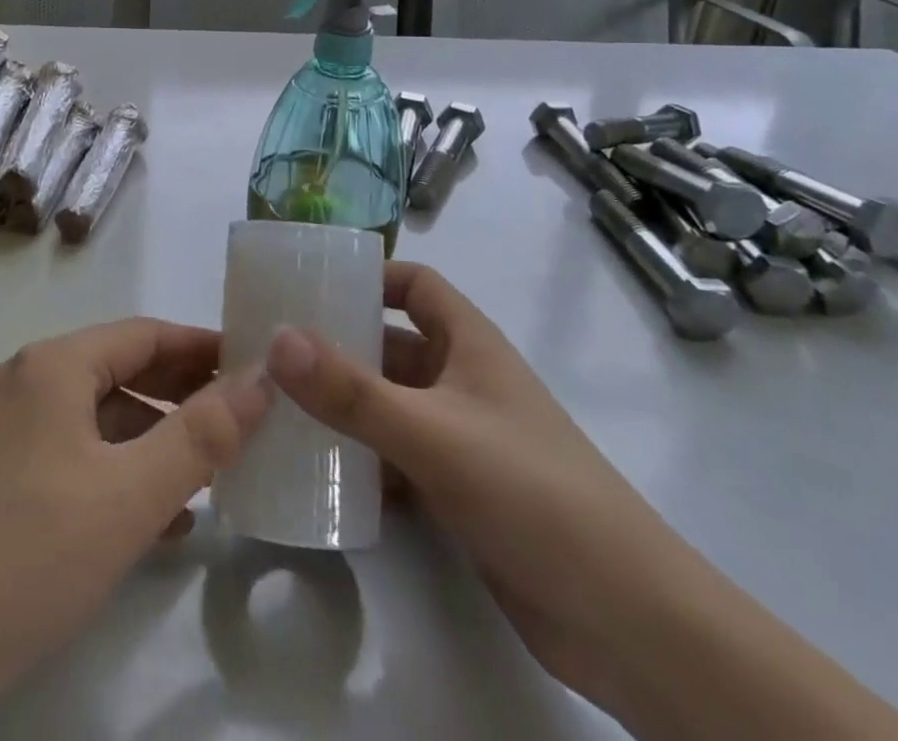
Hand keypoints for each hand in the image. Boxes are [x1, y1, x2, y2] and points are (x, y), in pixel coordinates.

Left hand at [0, 318, 269, 740]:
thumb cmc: (26, 558)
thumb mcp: (129, 497)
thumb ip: (202, 435)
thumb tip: (261, 378)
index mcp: (53, 366)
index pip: (145, 334)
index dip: (202, 347)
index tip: (253, 367)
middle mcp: (25, 381)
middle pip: (120, 370)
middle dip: (181, 393)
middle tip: (240, 419)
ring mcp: (3, 428)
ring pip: (97, 417)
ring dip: (153, 439)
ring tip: (208, 474)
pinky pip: (70, 453)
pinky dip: (116, 471)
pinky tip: (154, 518)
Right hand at [264, 262, 694, 703]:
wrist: (626, 620)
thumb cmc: (530, 492)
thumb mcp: (431, 434)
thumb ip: (351, 391)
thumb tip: (278, 339)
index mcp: (469, 343)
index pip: (414, 283)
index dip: (368, 276)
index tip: (310, 286)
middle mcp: (464, 381)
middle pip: (392, 345)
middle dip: (339, 345)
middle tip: (271, 351)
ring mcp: (464, 438)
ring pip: (391, 405)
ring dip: (345, 406)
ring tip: (279, 409)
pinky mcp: (461, 493)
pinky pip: (398, 459)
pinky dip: (363, 461)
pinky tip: (319, 475)